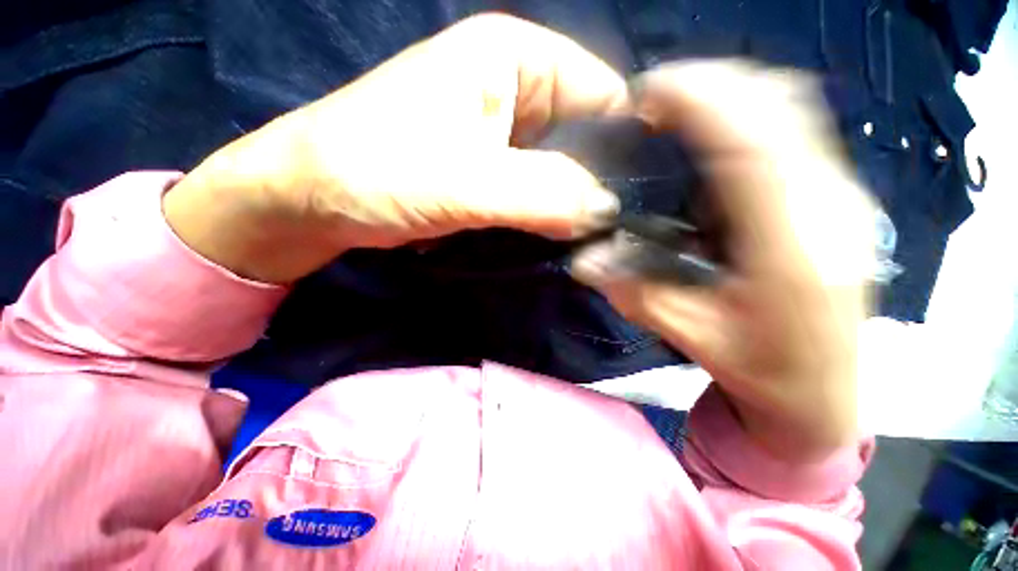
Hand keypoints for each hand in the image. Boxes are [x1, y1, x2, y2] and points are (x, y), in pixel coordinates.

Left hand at [164, 14, 626, 283]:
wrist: (318, 200)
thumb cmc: (374, 173)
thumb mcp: (462, 181)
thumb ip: (541, 193)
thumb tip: (605, 212)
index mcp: (516, 59)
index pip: (603, 96)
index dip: (624, 147)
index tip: (637, 199)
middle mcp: (518, 90)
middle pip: (584, 139)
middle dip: (597, 184)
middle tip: (612, 230)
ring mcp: (505, 136)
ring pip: (562, 171)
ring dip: (572, 206)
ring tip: (588, 239)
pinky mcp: (492, 173)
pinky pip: (538, 192)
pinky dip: (549, 216)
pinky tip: (555, 238)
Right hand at [573, 62, 874, 460]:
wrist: (826, 396)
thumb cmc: (765, 374)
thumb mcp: (692, 337)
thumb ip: (634, 293)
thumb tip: (583, 260)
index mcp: (792, 246)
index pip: (750, 140)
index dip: (697, 100)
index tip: (646, 95)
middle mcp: (829, 206)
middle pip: (778, 105)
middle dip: (710, 85)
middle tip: (652, 103)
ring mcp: (842, 196)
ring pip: (791, 110)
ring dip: (729, 96)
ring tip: (675, 115)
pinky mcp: (838, 198)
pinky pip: (794, 131)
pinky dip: (748, 117)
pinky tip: (711, 144)